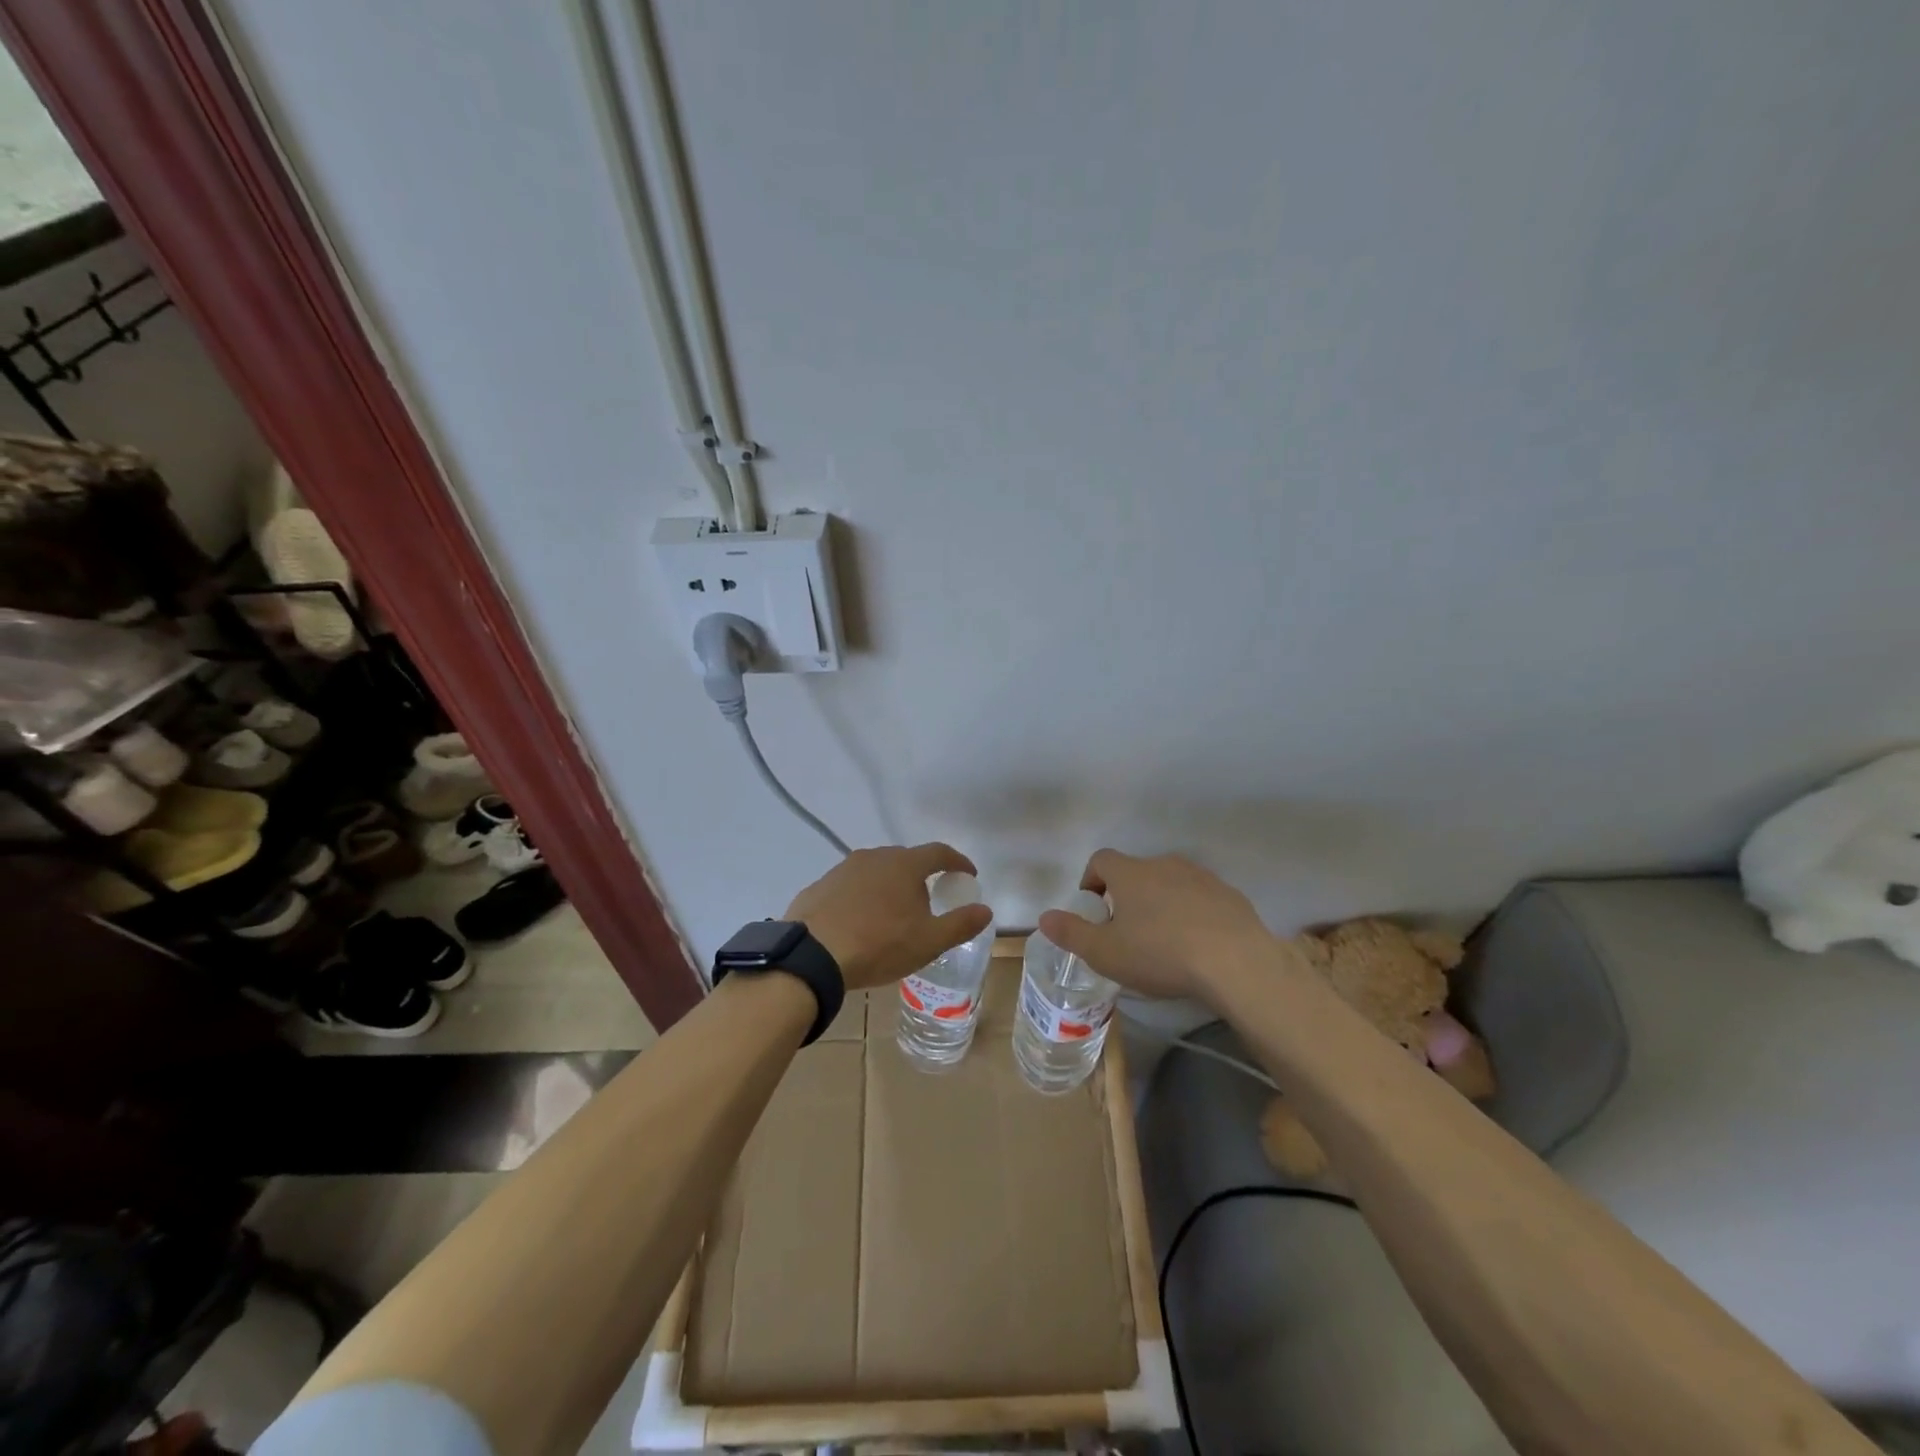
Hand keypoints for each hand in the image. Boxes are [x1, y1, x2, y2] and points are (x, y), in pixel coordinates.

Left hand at [785, 843, 993, 990]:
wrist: (811, 956)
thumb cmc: (878, 945)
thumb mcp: (928, 941)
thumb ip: (960, 924)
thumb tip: (986, 910)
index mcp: (904, 864)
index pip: (939, 853)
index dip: (957, 862)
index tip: (968, 875)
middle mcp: (874, 856)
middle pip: (906, 860)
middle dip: (921, 877)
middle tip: (928, 902)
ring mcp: (843, 869)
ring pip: (876, 872)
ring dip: (889, 887)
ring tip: (892, 915)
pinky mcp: (820, 885)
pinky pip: (851, 887)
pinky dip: (862, 898)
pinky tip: (859, 922)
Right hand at [1036, 849, 1273, 1002]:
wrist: (1235, 962)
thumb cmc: (1160, 954)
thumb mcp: (1105, 953)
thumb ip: (1071, 933)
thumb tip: (1044, 917)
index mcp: (1130, 873)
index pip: (1101, 860)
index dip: (1091, 880)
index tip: (1094, 909)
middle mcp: (1163, 864)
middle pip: (1136, 871)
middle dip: (1127, 895)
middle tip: (1127, 932)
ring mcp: (1200, 876)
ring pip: (1170, 882)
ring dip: (1161, 902)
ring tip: (1163, 940)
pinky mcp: (1229, 894)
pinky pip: (1201, 897)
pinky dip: (1192, 912)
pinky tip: (1197, 944)